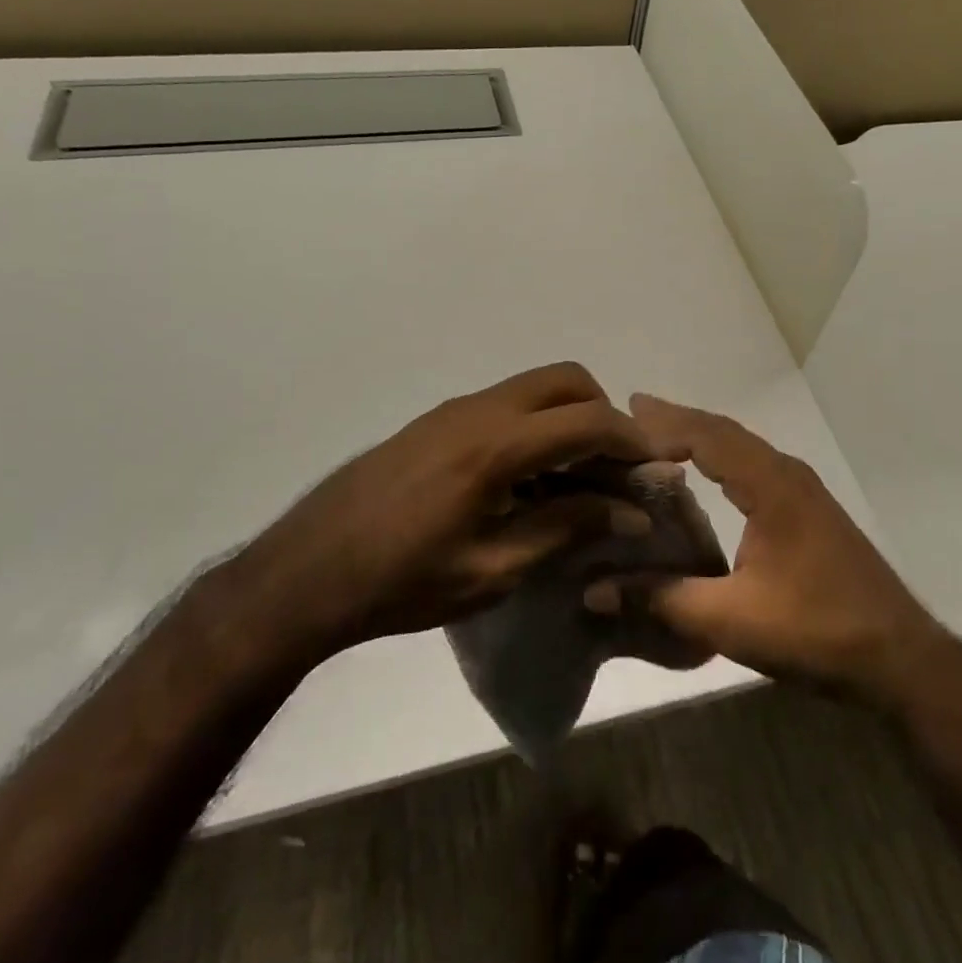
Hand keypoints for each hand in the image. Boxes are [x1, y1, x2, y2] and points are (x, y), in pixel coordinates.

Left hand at [226, 363, 655, 666]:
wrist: (306, 572)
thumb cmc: (401, 582)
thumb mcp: (493, 570)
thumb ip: (566, 530)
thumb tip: (629, 511)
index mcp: (496, 446)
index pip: (588, 420)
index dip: (632, 441)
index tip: (655, 471)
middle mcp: (480, 410)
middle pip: (567, 379)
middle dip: (604, 413)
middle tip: (613, 469)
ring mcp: (454, 410)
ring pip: (535, 387)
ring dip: (569, 418)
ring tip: (576, 479)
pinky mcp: (437, 421)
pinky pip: (506, 404)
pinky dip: (536, 426)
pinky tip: (528, 481)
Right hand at [599, 394, 951, 705]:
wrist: (901, 657)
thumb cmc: (817, 631)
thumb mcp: (731, 620)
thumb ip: (663, 600)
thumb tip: (595, 590)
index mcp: (771, 485)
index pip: (708, 436)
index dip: (664, 424)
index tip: (621, 417)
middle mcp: (787, 474)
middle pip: (724, 431)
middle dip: (677, 419)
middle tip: (631, 411)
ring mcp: (802, 490)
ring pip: (741, 446)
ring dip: (699, 435)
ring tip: (657, 433)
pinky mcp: (808, 509)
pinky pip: (753, 465)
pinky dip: (719, 456)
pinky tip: (704, 473)